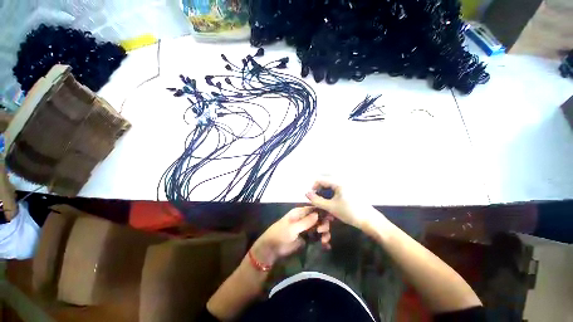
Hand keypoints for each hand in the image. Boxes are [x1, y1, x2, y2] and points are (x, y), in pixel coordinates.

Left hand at [251, 206, 330, 266]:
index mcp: (299, 213)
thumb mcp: (292, 228)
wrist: (272, 249)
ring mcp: (306, 229)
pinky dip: (322, 241)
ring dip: (324, 233)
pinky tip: (326, 246)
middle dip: (323, 224)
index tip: (331, 217)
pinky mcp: (307, 238)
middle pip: (318, 218)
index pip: (313, 209)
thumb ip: (305, 222)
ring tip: (324, 241)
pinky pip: (317, 237)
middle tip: (322, 231)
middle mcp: (304, 219)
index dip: (322, 211)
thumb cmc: (280, 234)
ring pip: (319, 228)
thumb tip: (318, 214)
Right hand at [305, 178, 387, 231]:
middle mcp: (342, 180)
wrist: (369, 220)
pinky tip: (331, 199)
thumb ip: (317, 200)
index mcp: (338, 182)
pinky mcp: (350, 189)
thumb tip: (306, 193)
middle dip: (319, 187)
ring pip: (331, 183)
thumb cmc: (349, 212)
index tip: (311, 196)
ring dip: (325, 189)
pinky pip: (337, 186)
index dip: (314, 187)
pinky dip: (331, 191)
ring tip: (323, 198)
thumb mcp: (331, 207)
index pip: (321, 180)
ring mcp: (347, 184)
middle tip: (316, 196)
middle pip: (326, 179)